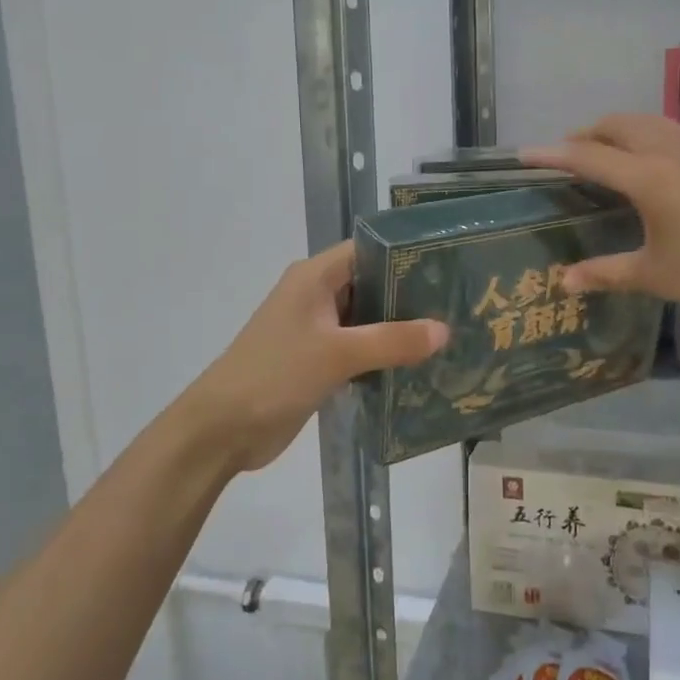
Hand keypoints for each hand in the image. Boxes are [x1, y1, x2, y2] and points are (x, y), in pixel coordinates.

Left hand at [181, 241, 447, 473]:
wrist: (222, 429)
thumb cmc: (276, 375)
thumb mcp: (338, 354)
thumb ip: (392, 341)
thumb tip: (444, 330)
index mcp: (314, 277)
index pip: (368, 250)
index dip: (406, 254)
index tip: (448, 264)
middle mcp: (316, 295)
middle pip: (371, 284)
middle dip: (409, 295)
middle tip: (457, 304)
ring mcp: (316, 329)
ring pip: (367, 319)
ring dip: (398, 328)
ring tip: (448, 334)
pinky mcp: (318, 361)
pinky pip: (359, 348)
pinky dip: (383, 354)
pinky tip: (418, 365)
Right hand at [525, 114, 679, 323]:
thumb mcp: (654, 275)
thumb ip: (605, 273)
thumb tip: (564, 283)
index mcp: (649, 177)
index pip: (588, 156)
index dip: (552, 154)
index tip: (524, 154)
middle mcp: (673, 151)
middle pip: (619, 125)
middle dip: (588, 134)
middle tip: (569, 155)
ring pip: (651, 123)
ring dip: (621, 131)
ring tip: (608, 155)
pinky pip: (676, 133)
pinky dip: (650, 138)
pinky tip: (655, 166)